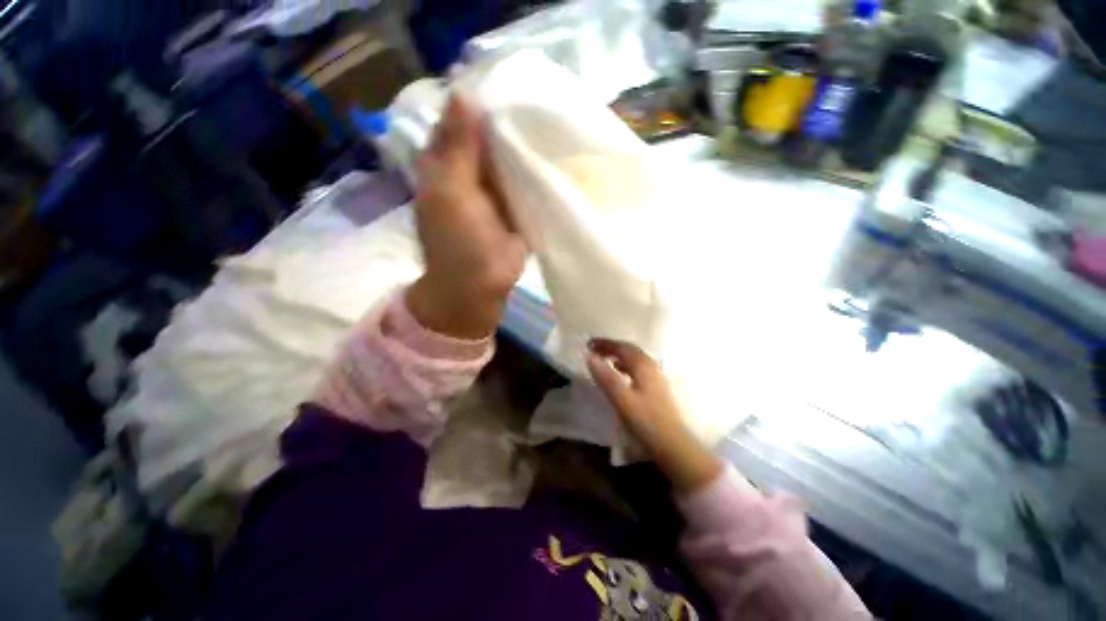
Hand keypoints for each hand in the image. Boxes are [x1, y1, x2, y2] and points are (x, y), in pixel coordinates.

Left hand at [407, 95, 526, 339]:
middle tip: (537, 101)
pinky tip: (553, 155)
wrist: (479, 286)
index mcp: (445, 163)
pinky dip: (535, 169)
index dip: (478, 101)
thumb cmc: (458, 242)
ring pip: (507, 157)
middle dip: (508, 120)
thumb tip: (464, 94)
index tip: (508, 83)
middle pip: (487, 136)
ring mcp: (494, 190)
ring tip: (550, 120)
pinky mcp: (514, 206)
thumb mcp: (451, 192)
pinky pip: (523, 180)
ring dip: (524, 144)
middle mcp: (469, 171)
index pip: (459, 120)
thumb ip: (459, 148)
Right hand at [587, 339, 722, 493]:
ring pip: (634, 360)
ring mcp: (656, 378)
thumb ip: (606, 377)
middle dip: (611, 347)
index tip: (588, 344)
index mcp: (644, 366)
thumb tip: (590, 357)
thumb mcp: (622, 399)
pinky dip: (625, 366)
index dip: (605, 343)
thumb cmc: (646, 421)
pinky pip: (637, 369)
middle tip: (594, 349)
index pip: (622, 347)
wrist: (673, 445)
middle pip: (630, 350)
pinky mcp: (656, 389)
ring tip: (603, 359)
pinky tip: (620, 374)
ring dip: (618, 356)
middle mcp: (652, 367)